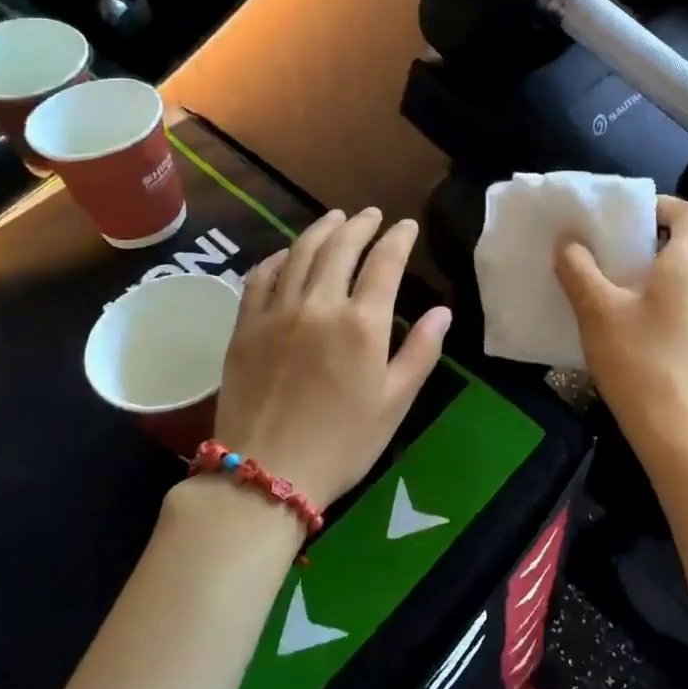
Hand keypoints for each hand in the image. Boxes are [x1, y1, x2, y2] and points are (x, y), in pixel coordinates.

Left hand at [213, 209, 451, 509]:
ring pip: (300, 253)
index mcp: (362, 324)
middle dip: (360, 224)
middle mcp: (319, 305)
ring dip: (321, 230)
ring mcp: (277, 312)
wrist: (265, 473)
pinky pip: (261, 276)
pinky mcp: (245, 326)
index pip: (385, 262)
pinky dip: (278, 257)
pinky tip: (288, 254)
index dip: (399, 238)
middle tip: (372, 214)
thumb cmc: (343, 443)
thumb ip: (421, 351)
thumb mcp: (395, 402)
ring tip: (334, 218)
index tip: (407, 226)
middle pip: (341, 247)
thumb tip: (442, 311)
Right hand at [555, 195, 687, 442]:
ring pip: (665, 275)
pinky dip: (636, 296)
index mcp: (684, 266)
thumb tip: (567, 241)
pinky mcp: (684, 339)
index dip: (661, 204)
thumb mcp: (597, 308)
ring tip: (593, 275)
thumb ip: (579, 269)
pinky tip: (604, 313)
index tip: (624, 214)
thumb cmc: (636, 357)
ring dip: (632, 269)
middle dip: (634, 238)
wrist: (668, 425)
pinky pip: (661, 301)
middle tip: (596, 242)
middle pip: (674, 243)